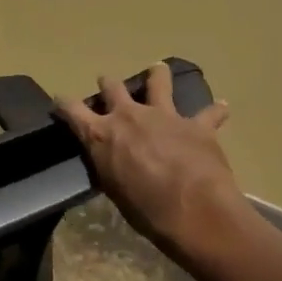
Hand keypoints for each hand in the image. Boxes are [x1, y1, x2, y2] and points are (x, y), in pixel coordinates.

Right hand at [55, 62, 240, 258]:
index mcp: (101, 134)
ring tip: (158, 69)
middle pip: (112, 87)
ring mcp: (163, 116)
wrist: (194, 210)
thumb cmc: (145, 209)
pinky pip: (209, 113)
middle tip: (107, 83)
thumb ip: (110, 165)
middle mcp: (128, 116)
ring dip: (157, 75)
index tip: (60, 101)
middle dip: (107, 84)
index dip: (63, 103)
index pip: (72, 109)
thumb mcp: (113, 188)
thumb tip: (111, 160)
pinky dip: (214, 111)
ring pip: (158, 82)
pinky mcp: (196, 125)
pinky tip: (221, 107)